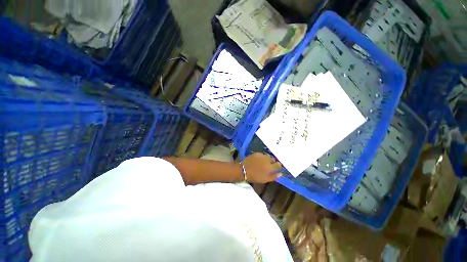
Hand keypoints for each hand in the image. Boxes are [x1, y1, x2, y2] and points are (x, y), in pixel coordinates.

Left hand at [242, 153, 282, 182]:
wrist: (243, 170)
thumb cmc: (255, 177)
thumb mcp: (265, 179)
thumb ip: (274, 176)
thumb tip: (281, 173)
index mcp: (270, 167)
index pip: (278, 164)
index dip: (279, 166)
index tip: (277, 167)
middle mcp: (267, 160)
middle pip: (273, 159)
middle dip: (273, 162)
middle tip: (270, 165)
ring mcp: (262, 155)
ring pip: (268, 156)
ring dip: (268, 159)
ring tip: (264, 162)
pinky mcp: (257, 153)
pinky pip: (262, 154)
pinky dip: (262, 157)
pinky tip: (259, 160)